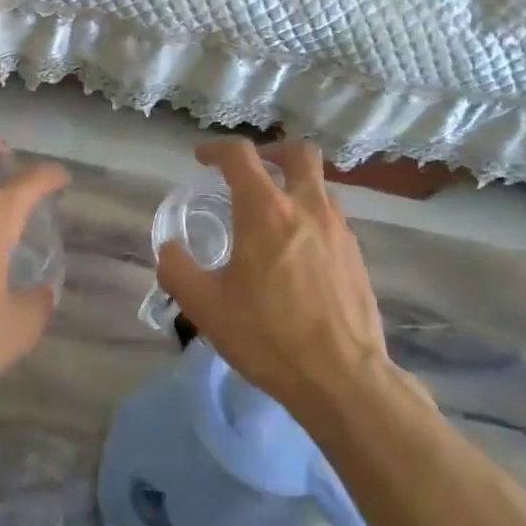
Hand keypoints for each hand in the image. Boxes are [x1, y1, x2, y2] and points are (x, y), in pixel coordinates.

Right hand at [158, 139, 393, 418]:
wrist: (341, 377)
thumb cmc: (268, 336)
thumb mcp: (205, 307)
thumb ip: (177, 270)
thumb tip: (168, 250)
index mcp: (266, 211)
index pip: (240, 156)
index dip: (216, 149)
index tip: (202, 158)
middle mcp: (308, 208)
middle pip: (298, 153)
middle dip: (272, 151)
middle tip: (251, 172)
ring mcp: (339, 230)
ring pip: (318, 186)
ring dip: (292, 187)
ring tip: (270, 220)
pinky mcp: (357, 255)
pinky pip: (331, 219)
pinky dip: (309, 218)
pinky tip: (295, 255)